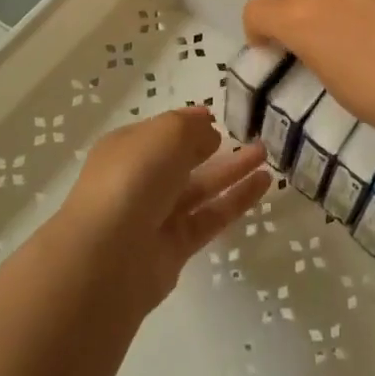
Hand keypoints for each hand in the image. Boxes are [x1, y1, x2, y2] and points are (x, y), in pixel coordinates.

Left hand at [61, 108, 270, 306]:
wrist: (108, 256)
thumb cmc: (133, 178)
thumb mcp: (166, 133)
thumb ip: (191, 127)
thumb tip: (208, 131)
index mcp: (127, 148)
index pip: (161, 132)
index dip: (189, 124)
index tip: (219, 118)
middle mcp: (139, 181)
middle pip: (181, 160)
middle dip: (214, 147)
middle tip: (251, 136)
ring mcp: (156, 216)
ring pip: (200, 188)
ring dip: (232, 171)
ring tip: (265, 155)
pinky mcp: (175, 248)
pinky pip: (210, 217)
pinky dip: (236, 200)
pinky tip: (263, 183)